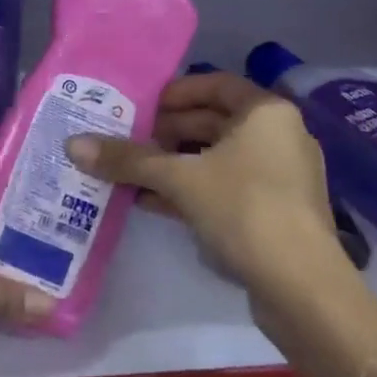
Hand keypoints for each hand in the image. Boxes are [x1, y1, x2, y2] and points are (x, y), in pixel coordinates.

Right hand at [67, 71, 333, 283]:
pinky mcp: (276, 213)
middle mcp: (279, 136)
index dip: (175, 92)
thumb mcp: (179, 179)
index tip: (141, 107)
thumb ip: (128, 159)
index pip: (215, 84)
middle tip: (129, 140)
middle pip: (214, 121)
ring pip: (217, 158)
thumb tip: (73, 144)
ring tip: (132, 172)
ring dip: (175, 164)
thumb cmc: (244, 210)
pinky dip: (192, 190)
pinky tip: (151, 202)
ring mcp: (281, 177)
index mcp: (266, 112)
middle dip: (168, 132)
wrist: (304, 291)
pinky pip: (227, 187)